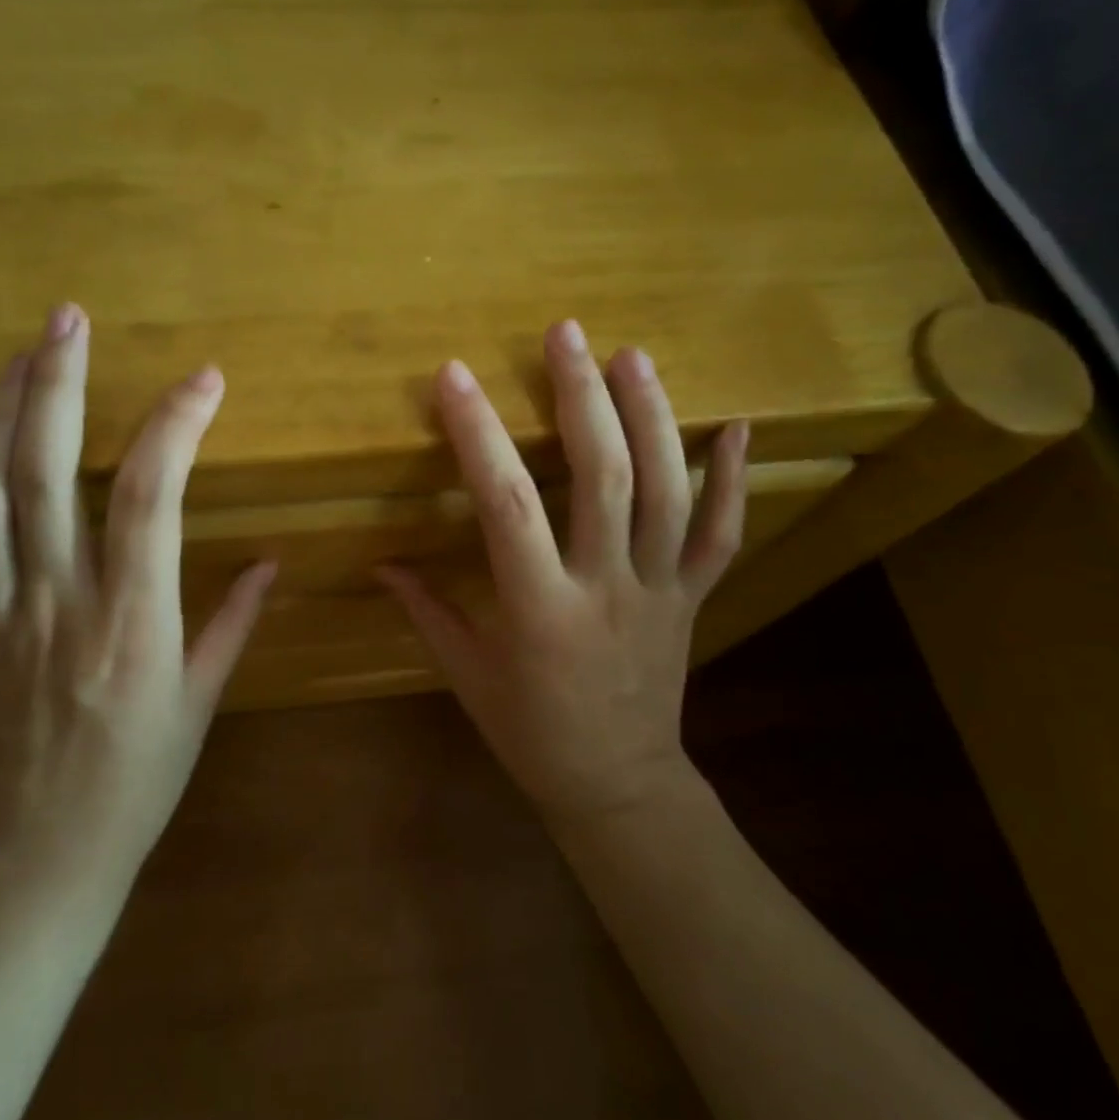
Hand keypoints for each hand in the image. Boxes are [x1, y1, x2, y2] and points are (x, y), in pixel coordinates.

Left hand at [0, 307, 275, 887]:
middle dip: (58, 386)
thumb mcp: (200, 702)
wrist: (40, 863)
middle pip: (45, 474)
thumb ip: (232, 623)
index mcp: (132, 619)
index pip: (151, 497)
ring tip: (13, 362)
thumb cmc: (138, 783)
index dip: (176, 427)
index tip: (203, 380)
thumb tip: (271, 563)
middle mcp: (56, 603)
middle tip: (66, 320)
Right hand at [377, 320, 746, 823]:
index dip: (478, 435)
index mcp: (539, 609)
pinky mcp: (693, 597)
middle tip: (566, 335)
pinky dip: (734, 478)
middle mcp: (606, 587)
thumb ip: (426, 610)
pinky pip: (722, 533)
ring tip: (631, 356)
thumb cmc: (531, 733)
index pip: (505, 505)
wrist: (618, 784)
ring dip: (652, 417)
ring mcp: (660, 590)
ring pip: (668, 491)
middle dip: (582, 397)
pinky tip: (737, 426)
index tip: (454, 377)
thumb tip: (381, 562)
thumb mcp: (466, 675)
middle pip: (603, 477)